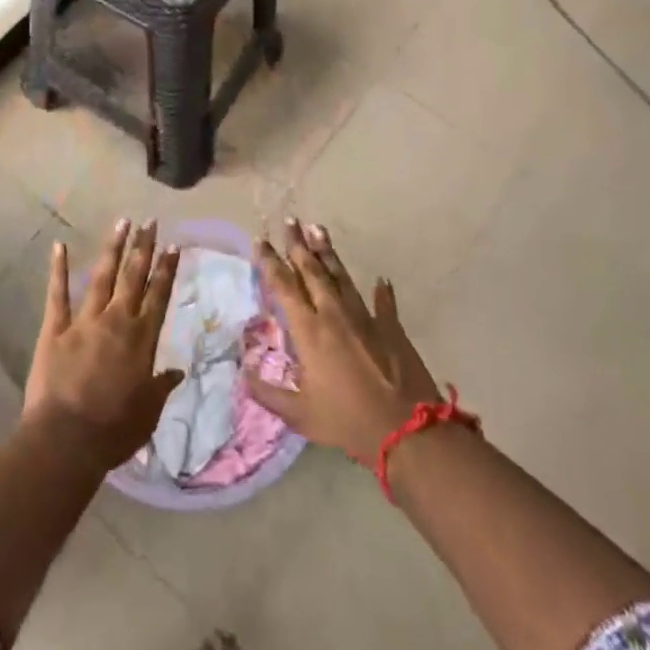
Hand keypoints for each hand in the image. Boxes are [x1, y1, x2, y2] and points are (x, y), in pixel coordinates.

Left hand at [25, 219, 184, 471]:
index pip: (159, 296)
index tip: (174, 245)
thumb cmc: (114, 430)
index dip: (167, 270)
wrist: (67, 439)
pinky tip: (59, 245)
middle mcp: (116, 321)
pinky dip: (59, 268)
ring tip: (122, 222)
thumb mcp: (148, 412)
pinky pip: (58, 293)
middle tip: (151, 221)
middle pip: (134, 277)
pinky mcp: (55, 328)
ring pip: (103, 276)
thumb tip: (178, 371)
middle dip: (144, 247)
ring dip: (113, 248)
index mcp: (142, 339)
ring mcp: (84, 321)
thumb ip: (161, 386)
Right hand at [247, 220, 444, 467]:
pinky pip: (384, 303)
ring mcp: (365, 318)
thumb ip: (268, 393)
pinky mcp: (391, 328)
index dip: (270, 262)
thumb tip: (243, 373)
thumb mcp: (299, 414)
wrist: (406, 430)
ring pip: (342, 276)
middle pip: (313, 270)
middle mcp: (334, 314)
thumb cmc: (347, 420)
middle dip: (298, 244)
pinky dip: (382, 291)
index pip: (284, 287)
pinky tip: (381, 279)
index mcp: (309, 331)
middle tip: (290, 220)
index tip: (261, 241)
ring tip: (318, 229)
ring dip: (329, 252)